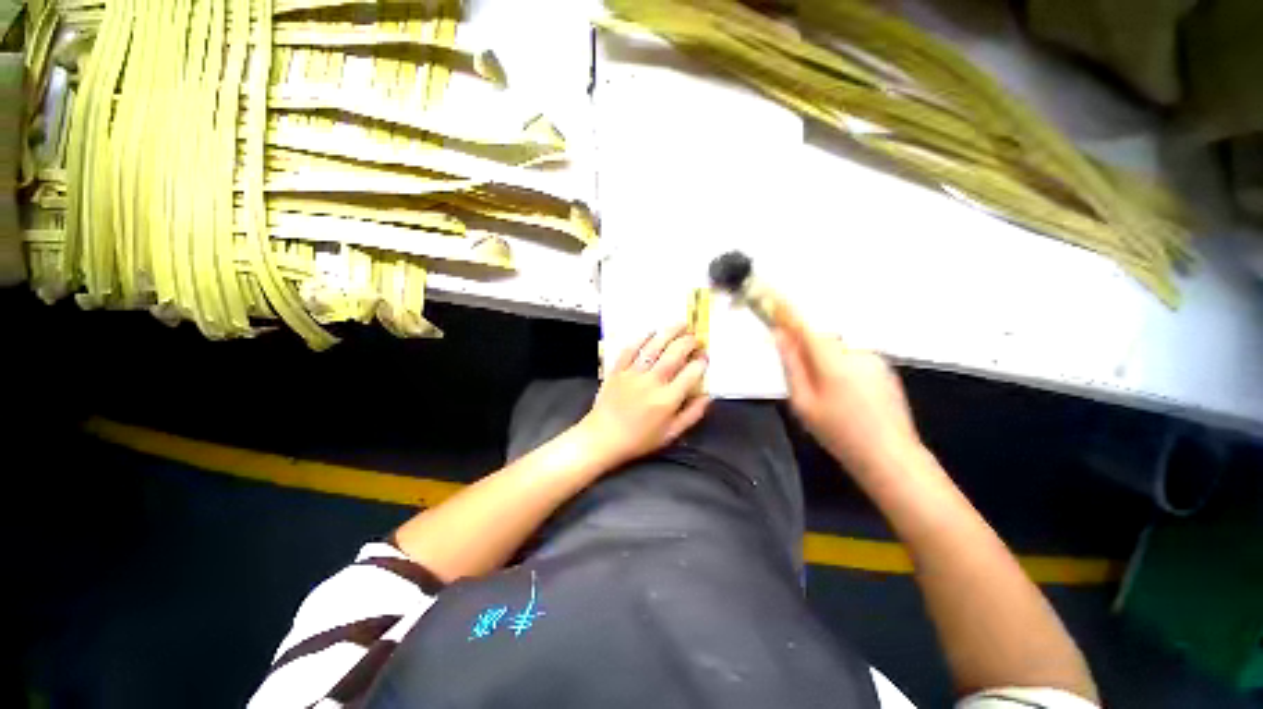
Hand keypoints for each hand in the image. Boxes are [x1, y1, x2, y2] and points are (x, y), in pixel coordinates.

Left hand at [579, 325, 710, 467]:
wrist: (602, 438)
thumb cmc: (639, 439)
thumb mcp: (670, 434)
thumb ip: (692, 414)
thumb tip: (707, 396)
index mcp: (667, 399)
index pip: (691, 373)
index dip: (701, 362)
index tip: (705, 357)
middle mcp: (652, 382)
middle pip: (674, 354)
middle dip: (688, 342)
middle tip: (695, 337)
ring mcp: (633, 373)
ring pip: (654, 347)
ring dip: (669, 333)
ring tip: (680, 324)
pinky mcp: (618, 369)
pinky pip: (631, 349)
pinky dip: (642, 338)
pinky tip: (651, 331)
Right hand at [772, 303, 923, 479]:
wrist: (890, 457)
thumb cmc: (838, 433)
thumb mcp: (803, 403)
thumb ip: (791, 366)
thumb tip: (780, 336)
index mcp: (832, 361)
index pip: (805, 327)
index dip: (787, 310)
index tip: (772, 296)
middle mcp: (854, 352)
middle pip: (821, 339)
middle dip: (806, 349)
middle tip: (800, 377)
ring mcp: (873, 359)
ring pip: (836, 351)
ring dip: (824, 362)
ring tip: (828, 398)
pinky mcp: (884, 369)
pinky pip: (852, 359)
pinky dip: (841, 369)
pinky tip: (847, 399)